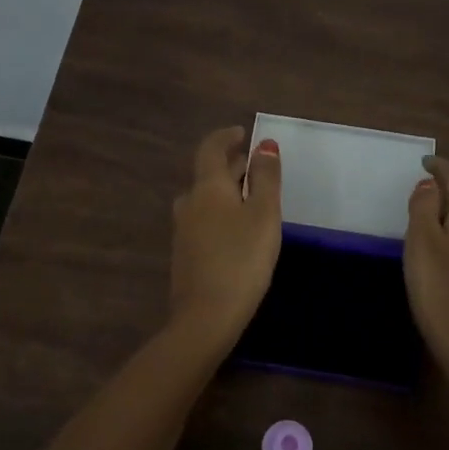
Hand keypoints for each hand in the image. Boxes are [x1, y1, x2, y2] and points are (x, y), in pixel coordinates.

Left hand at [168, 126, 282, 347]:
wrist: (206, 316)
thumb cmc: (242, 258)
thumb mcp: (264, 214)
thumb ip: (265, 177)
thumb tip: (264, 144)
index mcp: (207, 188)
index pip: (210, 149)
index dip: (226, 137)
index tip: (242, 133)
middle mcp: (189, 203)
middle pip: (208, 175)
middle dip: (231, 166)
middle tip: (255, 165)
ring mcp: (183, 230)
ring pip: (205, 199)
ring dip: (225, 191)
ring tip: (249, 197)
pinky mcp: (185, 255)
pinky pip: (203, 221)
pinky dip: (220, 213)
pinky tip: (236, 230)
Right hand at [405, 157, 448, 395]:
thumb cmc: (442, 291)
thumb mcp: (422, 243)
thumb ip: (424, 207)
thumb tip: (430, 184)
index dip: (442, 168)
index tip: (424, 161)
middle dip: (444, 191)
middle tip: (418, 190)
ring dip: (448, 215)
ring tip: (423, 219)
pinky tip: (438, 250)